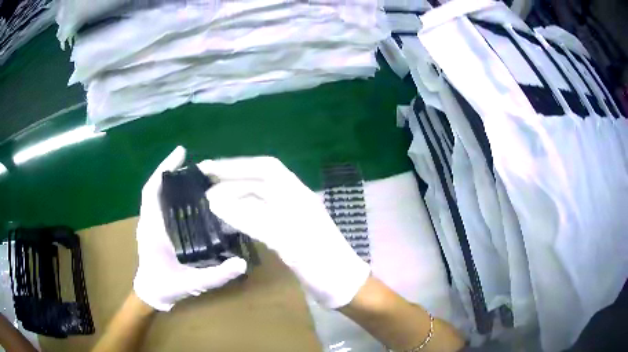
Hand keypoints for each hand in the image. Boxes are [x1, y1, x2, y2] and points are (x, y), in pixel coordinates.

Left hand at [133, 147, 246, 310]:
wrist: (152, 293)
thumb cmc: (167, 286)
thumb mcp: (193, 284)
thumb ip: (217, 275)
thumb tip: (242, 263)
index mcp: (153, 228)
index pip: (152, 191)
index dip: (165, 169)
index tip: (181, 152)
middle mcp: (150, 220)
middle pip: (158, 187)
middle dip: (174, 171)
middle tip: (199, 165)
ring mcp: (152, 222)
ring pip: (160, 194)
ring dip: (174, 181)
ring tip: (198, 175)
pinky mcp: (157, 227)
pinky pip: (163, 204)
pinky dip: (174, 194)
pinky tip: (192, 196)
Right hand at [199, 156, 369, 308]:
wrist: (342, 286)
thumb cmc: (320, 263)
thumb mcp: (287, 240)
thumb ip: (251, 218)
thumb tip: (215, 201)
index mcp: (298, 195)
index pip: (264, 168)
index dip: (236, 165)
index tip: (208, 169)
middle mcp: (294, 199)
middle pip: (259, 181)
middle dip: (231, 180)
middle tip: (202, 187)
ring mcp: (290, 216)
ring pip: (257, 198)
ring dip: (234, 196)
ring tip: (209, 202)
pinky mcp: (287, 231)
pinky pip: (259, 215)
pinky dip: (241, 213)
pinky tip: (228, 218)